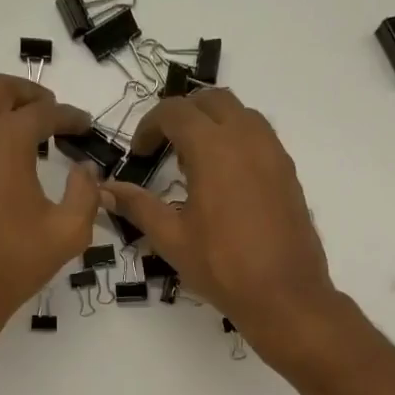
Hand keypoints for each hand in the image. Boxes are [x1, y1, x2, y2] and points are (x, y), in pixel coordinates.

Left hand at [0, 74, 97, 337]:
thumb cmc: (11, 262)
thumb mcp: (67, 233)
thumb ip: (85, 195)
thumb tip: (88, 172)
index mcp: (7, 138)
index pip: (45, 112)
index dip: (70, 117)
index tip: (85, 126)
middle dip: (29, 94)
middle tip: (50, 110)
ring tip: (13, 119)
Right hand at [102, 89, 344, 355]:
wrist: (284, 294)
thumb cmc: (222, 267)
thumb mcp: (171, 238)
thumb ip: (138, 206)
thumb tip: (106, 190)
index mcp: (213, 148)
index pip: (175, 111)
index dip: (149, 126)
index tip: (138, 154)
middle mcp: (246, 137)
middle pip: (211, 100)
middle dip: (182, 115)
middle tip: (164, 149)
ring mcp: (273, 152)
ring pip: (240, 114)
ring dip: (213, 123)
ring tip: (195, 162)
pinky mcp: (288, 172)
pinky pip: (260, 137)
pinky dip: (237, 141)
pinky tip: (225, 181)